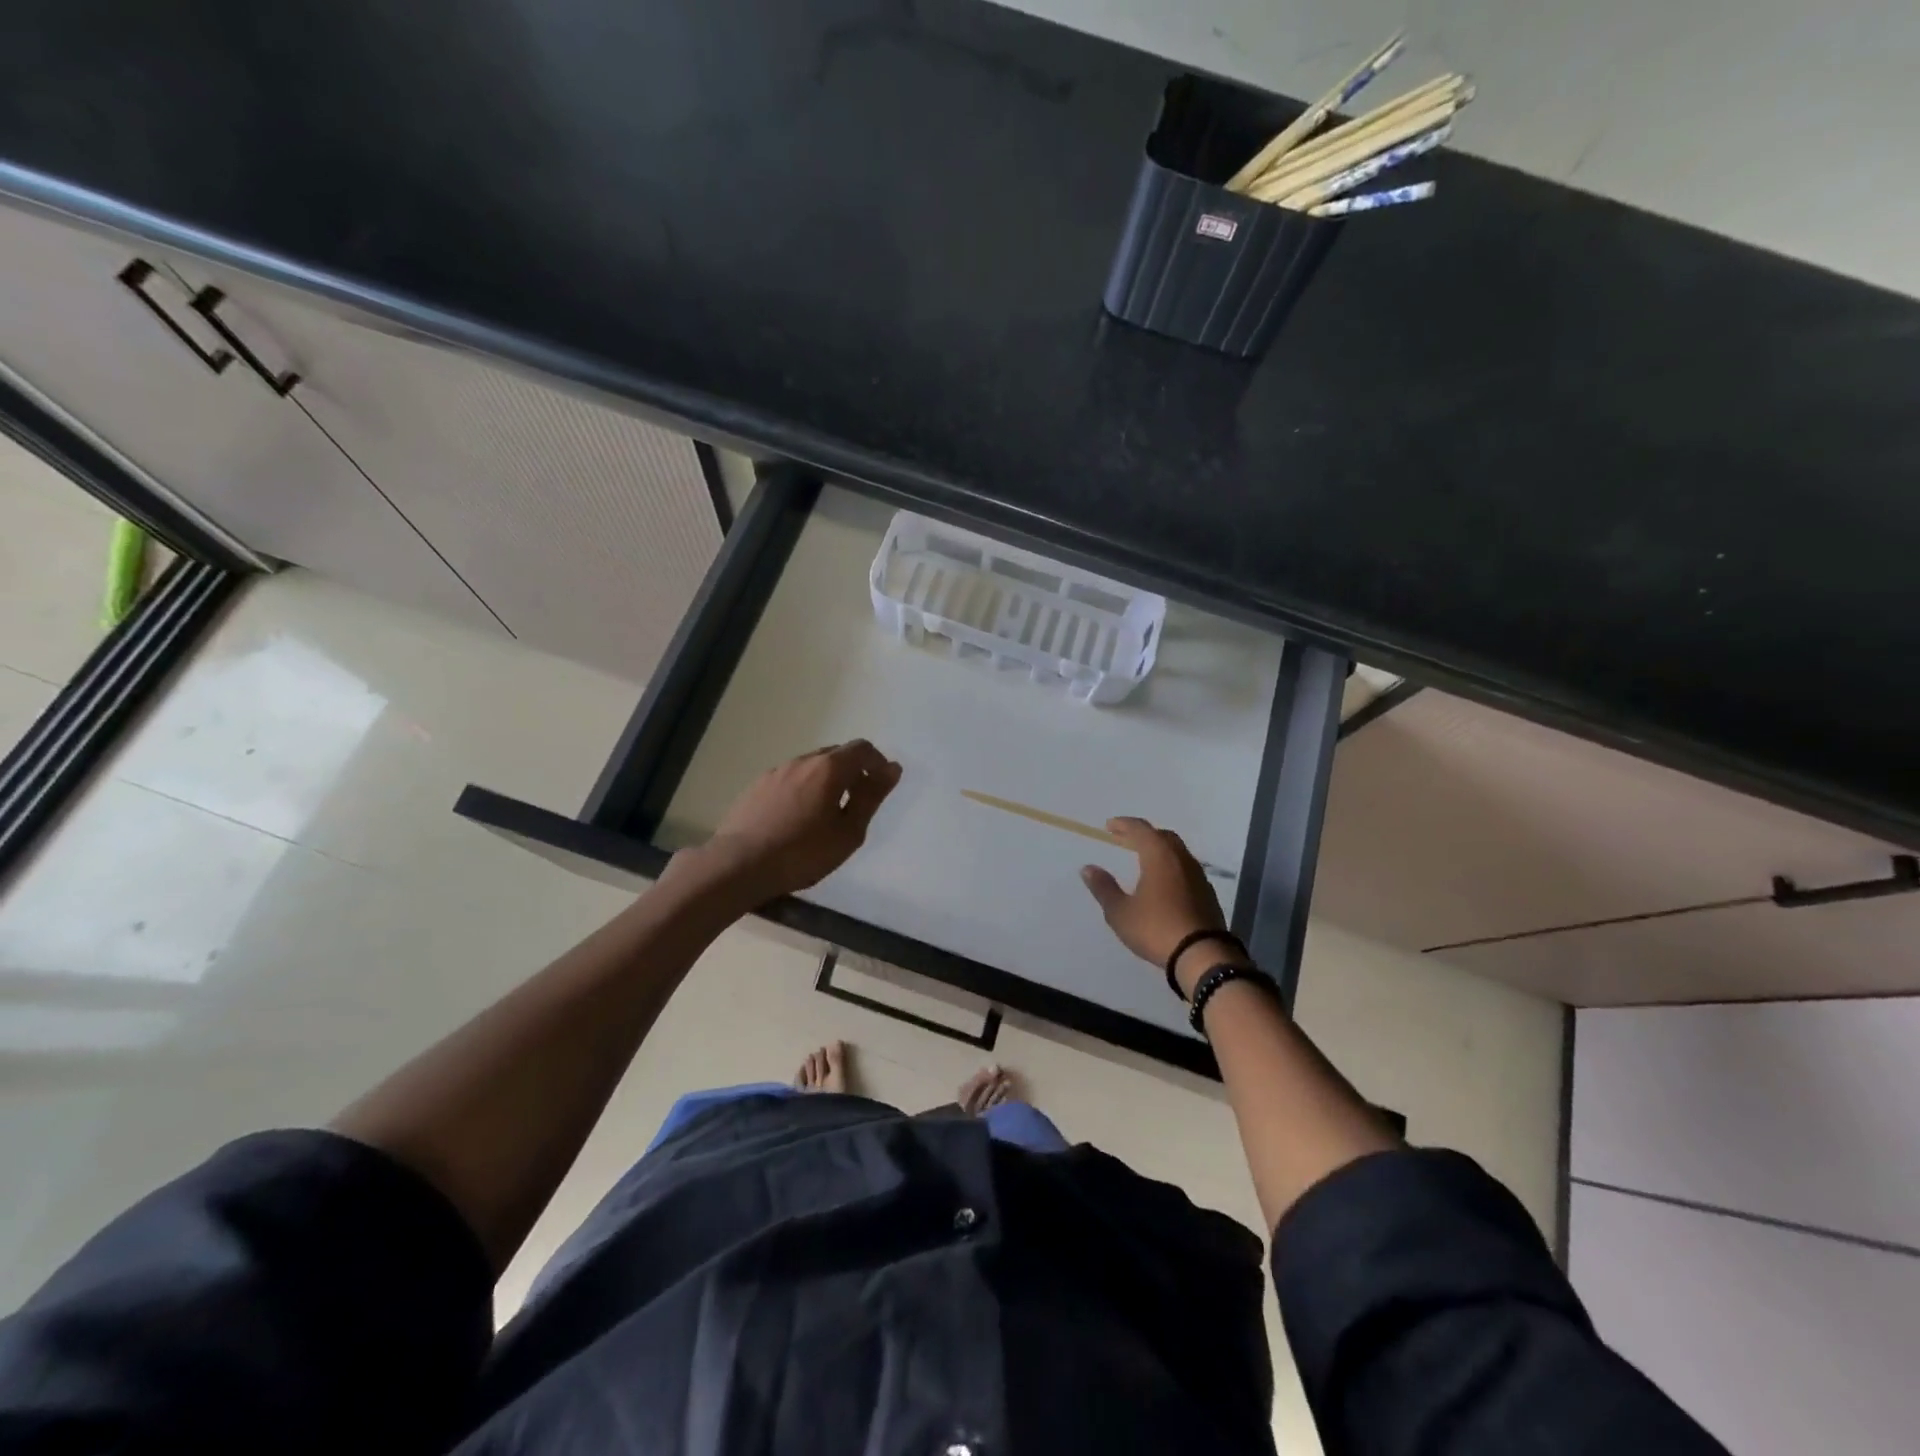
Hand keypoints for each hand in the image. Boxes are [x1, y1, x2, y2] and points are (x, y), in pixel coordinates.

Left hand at [678, 741, 902, 904]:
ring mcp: (775, 772)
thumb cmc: (803, 853)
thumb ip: (871, 797)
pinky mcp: (756, 787)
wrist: (738, 865)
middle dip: (852, 771)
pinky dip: (803, 789)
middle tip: (857, 802)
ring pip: (810, 767)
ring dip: (826, 781)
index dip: (877, 762)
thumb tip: (892, 769)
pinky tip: (797, 818)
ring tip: (827, 814)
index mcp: (828, 768)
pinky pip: (790, 779)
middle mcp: (802, 761)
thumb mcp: (848, 832)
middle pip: (835, 754)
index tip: (881, 786)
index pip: (861, 748)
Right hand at [1081, 818, 1240, 996]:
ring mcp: (1198, 877)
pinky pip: (1186, 869)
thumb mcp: (1120, 912)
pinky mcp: (1207, 894)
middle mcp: (1181, 860)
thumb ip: (1104, 888)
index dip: (1123, 824)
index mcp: (1159, 857)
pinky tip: (1163, 882)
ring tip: (1143, 859)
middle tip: (1125, 839)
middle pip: (1163, 836)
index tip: (1109, 826)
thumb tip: (1087, 868)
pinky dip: (1171, 866)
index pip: (1141, 830)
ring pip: (1177, 852)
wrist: (1202, 956)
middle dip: (1143, 834)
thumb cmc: (1156, 929)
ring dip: (1159, 850)